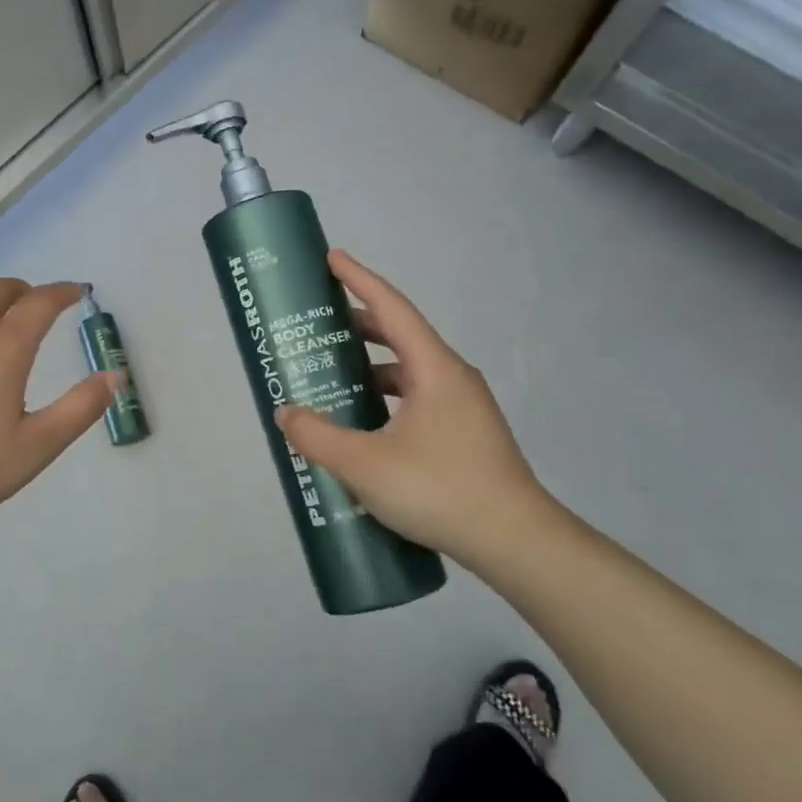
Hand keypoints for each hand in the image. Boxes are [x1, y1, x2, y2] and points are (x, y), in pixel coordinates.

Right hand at [275, 250, 552, 566]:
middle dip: (358, 326)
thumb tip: (285, 414)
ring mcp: (463, 408)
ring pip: (409, 373)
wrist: (516, 543)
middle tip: (319, 326)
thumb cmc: (439, 489)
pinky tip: (364, 426)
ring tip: (333, 377)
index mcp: (434, 369)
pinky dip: (386, 399)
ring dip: (371, 369)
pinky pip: (418, 400)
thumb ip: (317, 436)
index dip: (360, 279)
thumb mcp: (364, 464)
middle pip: (400, 337)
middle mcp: (452, 378)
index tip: (332, 258)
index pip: (392, 308)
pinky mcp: (465, 435)